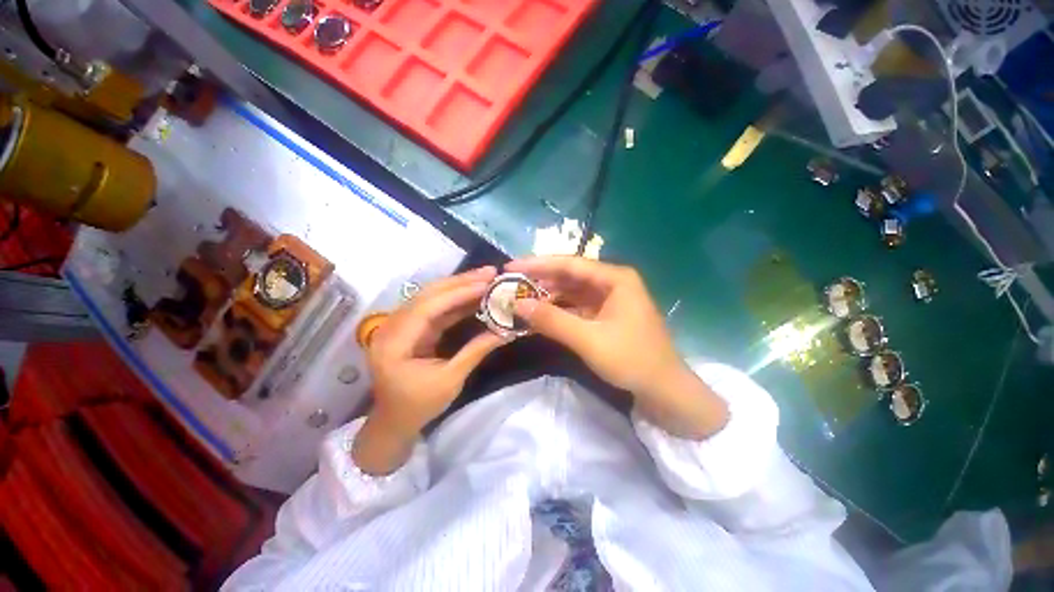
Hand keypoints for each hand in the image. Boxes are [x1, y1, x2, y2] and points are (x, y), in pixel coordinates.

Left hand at [354, 267, 506, 473]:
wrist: (395, 421)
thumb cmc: (419, 406)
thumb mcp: (450, 380)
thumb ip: (476, 350)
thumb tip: (506, 331)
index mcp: (395, 341)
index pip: (429, 307)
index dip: (459, 292)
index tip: (487, 284)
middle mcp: (393, 325)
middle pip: (429, 294)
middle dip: (461, 281)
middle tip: (491, 272)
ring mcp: (402, 324)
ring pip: (433, 296)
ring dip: (460, 286)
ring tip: (486, 277)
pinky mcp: (413, 327)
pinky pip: (436, 308)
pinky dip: (457, 300)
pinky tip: (475, 294)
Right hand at [506, 256, 727, 437]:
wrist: (665, 390)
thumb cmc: (632, 359)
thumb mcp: (588, 339)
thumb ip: (552, 320)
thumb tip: (518, 304)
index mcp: (615, 278)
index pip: (569, 264)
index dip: (538, 264)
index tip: (510, 266)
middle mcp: (613, 282)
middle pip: (570, 275)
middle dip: (541, 279)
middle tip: (512, 284)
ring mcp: (611, 299)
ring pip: (573, 291)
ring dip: (548, 295)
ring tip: (522, 298)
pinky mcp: (607, 314)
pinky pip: (578, 306)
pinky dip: (560, 309)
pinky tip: (542, 313)